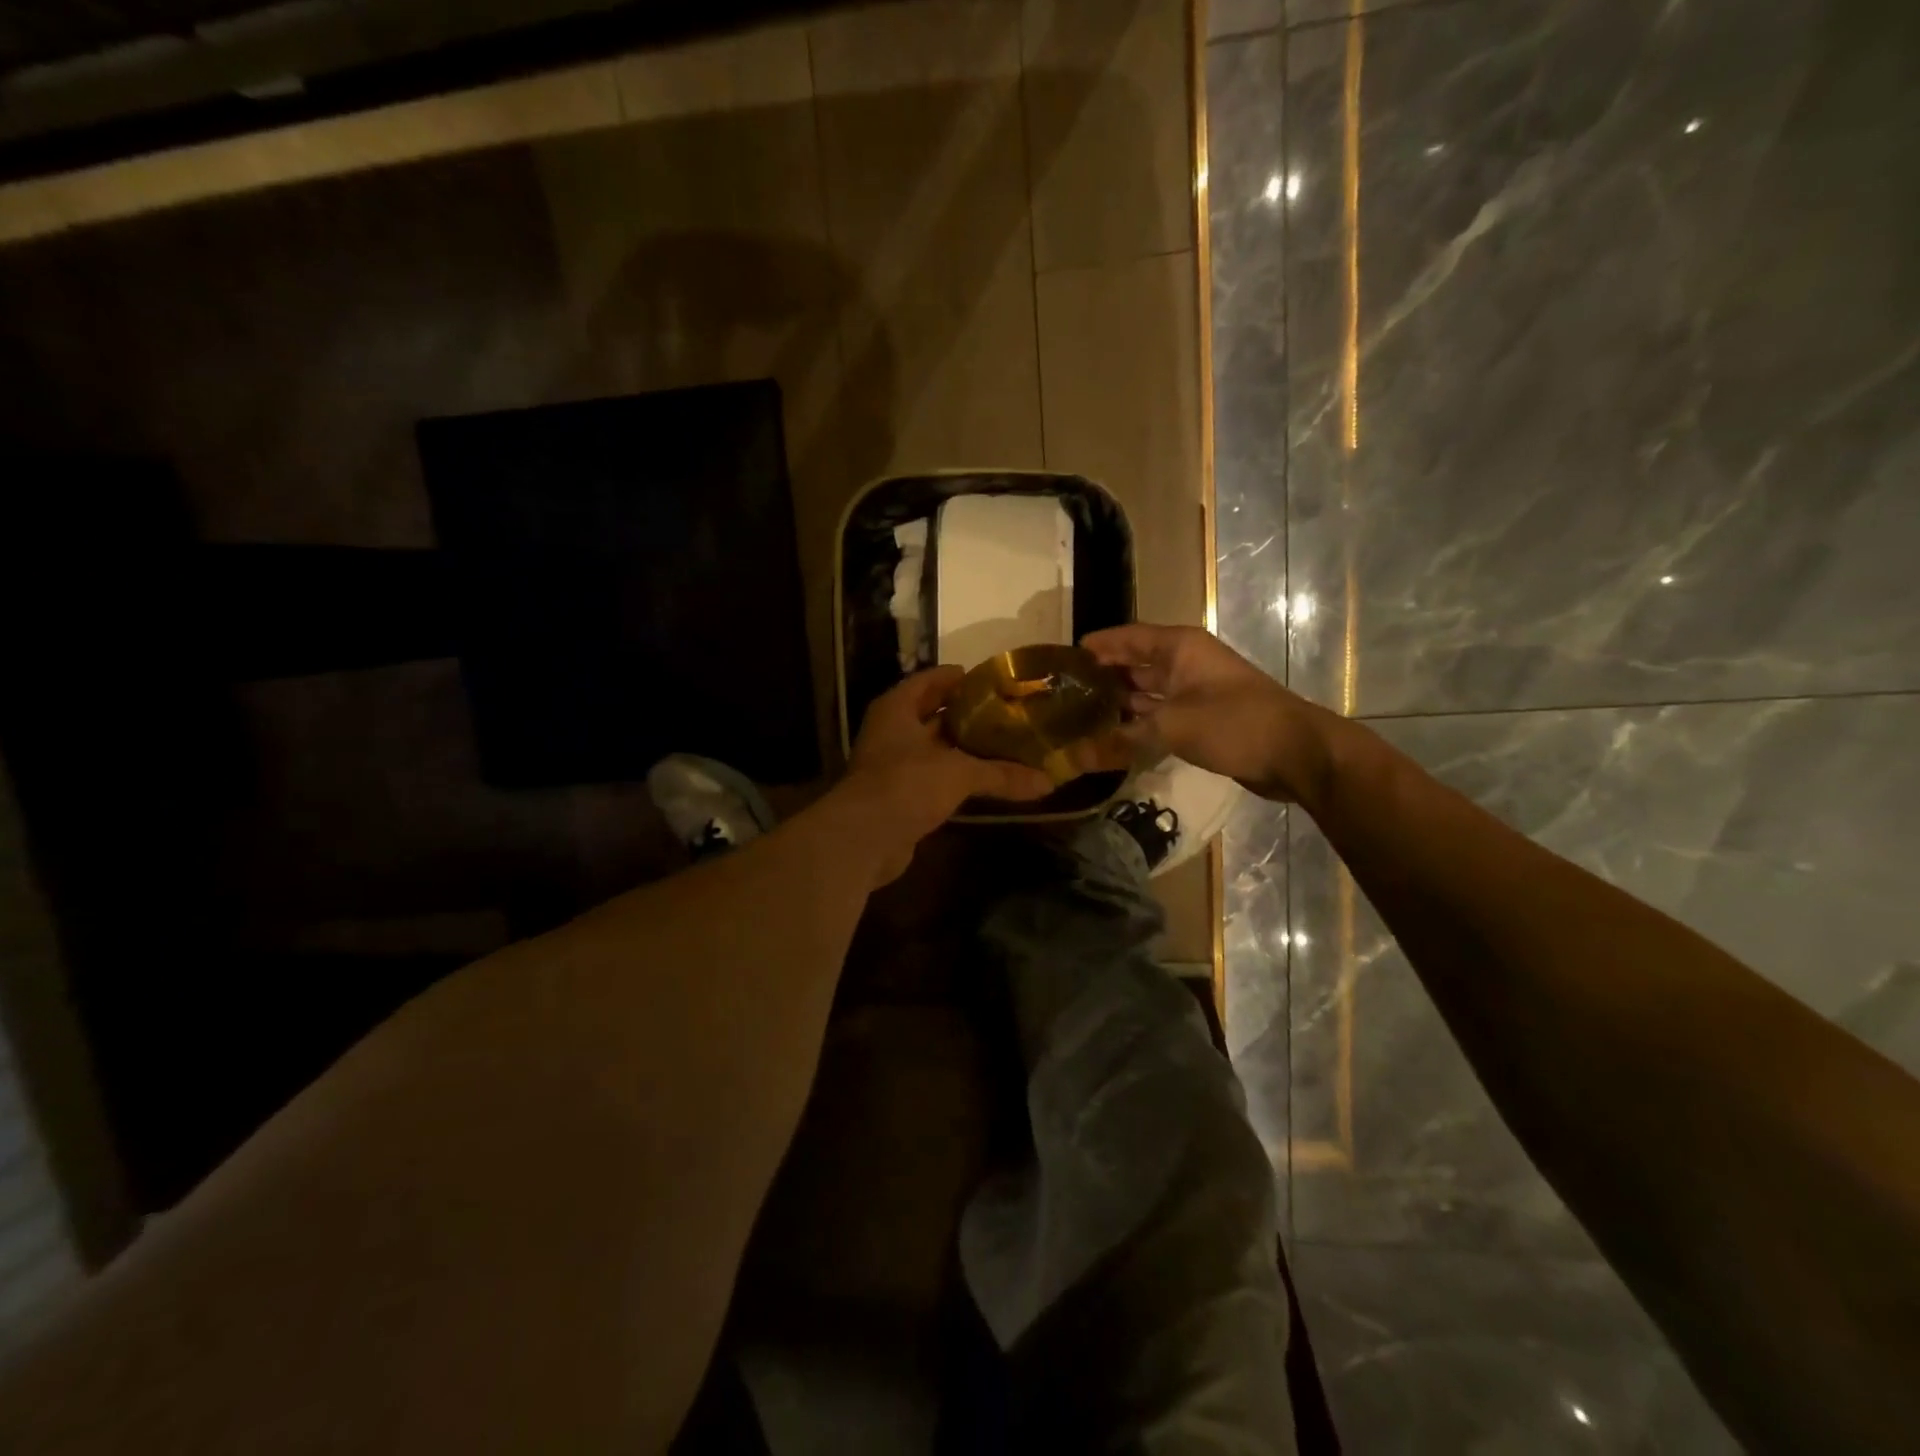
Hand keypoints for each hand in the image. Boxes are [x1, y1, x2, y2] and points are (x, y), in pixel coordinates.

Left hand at [835, 667, 1053, 881]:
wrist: (864, 839)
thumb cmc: (907, 784)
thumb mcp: (959, 773)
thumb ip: (1002, 774)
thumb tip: (1048, 782)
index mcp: (897, 709)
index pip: (928, 681)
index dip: (957, 678)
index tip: (990, 681)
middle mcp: (891, 732)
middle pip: (932, 715)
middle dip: (966, 716)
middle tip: (1006, 714)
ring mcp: (892, 766)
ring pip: (934, 750)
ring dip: (962, 750)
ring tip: (1003, 745)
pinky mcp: (899, 797)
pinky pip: (933, 779)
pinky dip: (956, 779)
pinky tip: (984, 781)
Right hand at [1080, 624, 1336, 803]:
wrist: (1296, 753)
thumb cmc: (1234, 723)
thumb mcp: (1173, 727)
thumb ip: (1122, 739)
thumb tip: (1075, 756)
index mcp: (1180, 647)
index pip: (1128, 637)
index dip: (1098, 645)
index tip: (1065, 658)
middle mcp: (1186, 663)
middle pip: (1135, 664)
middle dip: (1103, 676)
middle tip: (1064, 693)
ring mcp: (1196, 692)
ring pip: (1147, 693)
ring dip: (1119, 704)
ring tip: (1079, 716)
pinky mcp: (1202, 719)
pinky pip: (1161, 716)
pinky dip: (1139, 725)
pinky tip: (1112, 738)